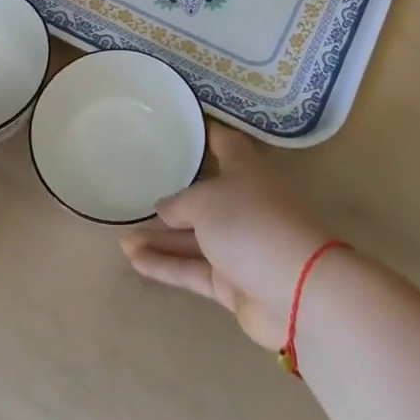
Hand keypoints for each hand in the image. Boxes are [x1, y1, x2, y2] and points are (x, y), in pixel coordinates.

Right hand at [121, 123, 331, 349]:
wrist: (298, 292)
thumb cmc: (251, 224)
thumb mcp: (206, 201)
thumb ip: (179, 203)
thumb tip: (164, 207)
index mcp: (246, 171)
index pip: (223, 144)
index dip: (203, 135)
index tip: (178, 127)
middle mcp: (244, 203)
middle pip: (204, 196)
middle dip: (172, 197)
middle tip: (136, 192)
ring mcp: (239, 245)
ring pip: (193, 237)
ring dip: (159, 239)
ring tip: (121, 239)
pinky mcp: (233, 282)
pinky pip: (193, 268)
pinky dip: (166, 265)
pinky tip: (134, 261)